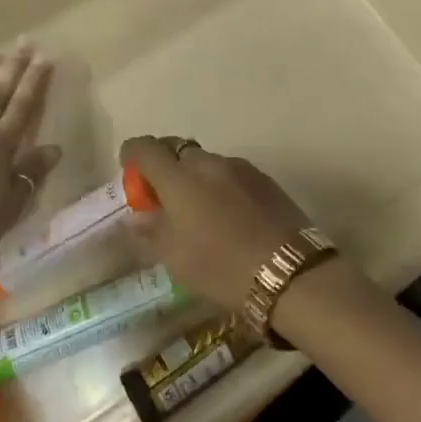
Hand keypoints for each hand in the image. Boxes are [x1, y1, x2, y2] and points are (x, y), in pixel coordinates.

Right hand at [121, 135, 309, 310]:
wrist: (290, 273)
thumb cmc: (221, 267)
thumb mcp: (176, 258)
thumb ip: (151, 231)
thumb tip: (136, 216)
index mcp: (179, 178)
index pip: (146, 148)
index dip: (132, 154)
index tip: (130, 171)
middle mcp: (208, 162)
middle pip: (178, 151)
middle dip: (166, 168)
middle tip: (165, 199)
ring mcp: (240, 167)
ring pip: (207, 162)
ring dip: (196, 178)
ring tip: (201, 213)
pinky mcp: (264, 179)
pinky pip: (231, 174)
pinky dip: (221, 186)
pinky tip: (230, 217)